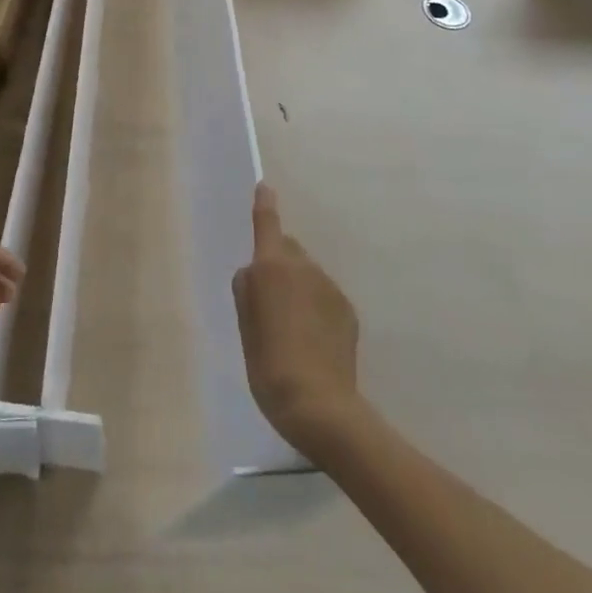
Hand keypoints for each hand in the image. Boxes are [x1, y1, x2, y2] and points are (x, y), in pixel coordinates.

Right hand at [233, 183, 362, 458]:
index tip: (265, 187)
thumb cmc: (269, 363)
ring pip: (307, 274)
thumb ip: (247, 290)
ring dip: (298, 287)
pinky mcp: (347, 309)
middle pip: (287, 250)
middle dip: (278, 263)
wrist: (320, 405)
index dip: (264, 205)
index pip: (267, 224)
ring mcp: (329, 287)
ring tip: (291, 329)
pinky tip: (312, 340)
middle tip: (269, 301)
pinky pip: (324, 295)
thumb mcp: (245, 327)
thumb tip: (255, 271)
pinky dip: (315, 307)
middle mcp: (303, 267)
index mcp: (272, 267)